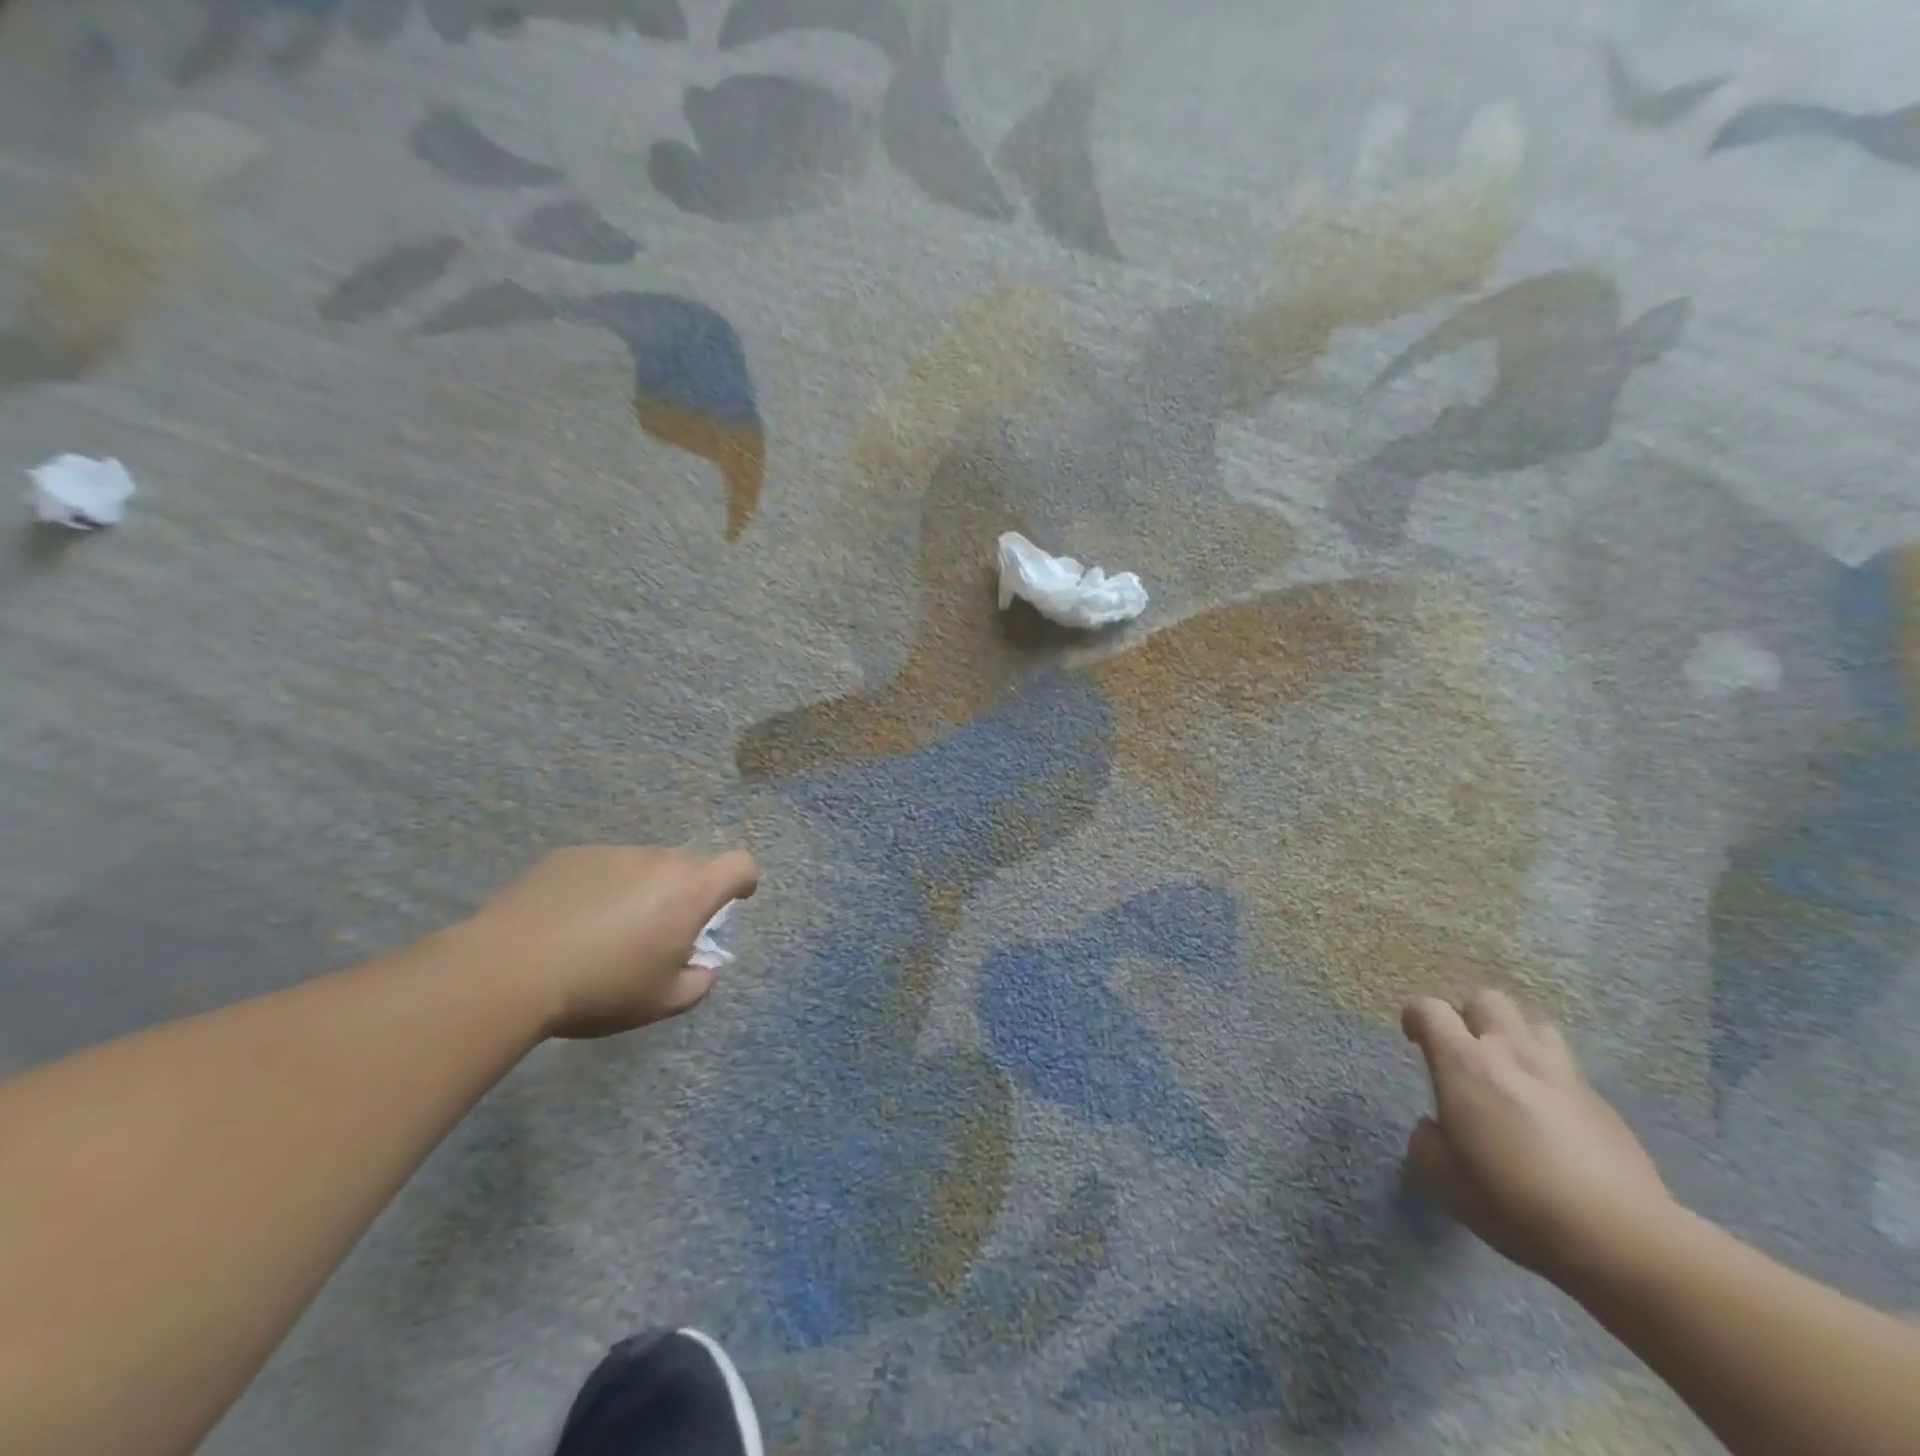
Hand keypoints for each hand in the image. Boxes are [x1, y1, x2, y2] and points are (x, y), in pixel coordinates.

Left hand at [458, 845, 758, 1038]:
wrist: (508, 971)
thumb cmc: (601, 988)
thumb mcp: (661, 1003)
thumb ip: (697, 983)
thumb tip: (702, 968)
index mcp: (690, 891)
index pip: (739, 865)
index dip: (742, 882)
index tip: (733, 901)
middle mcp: (657, 861)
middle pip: (689, 865)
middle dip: (686, 893)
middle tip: (661, 932)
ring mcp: (611, 853)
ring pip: (643, 866)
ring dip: (641, 890)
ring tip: (606, 932)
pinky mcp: (568, 856)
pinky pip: (601, 868)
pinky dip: (599, 888)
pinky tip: (568, 924)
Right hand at [1400, 990, 1676, 1289]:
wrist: (1621, 1240)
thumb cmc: (1512, 1201)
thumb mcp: (1441, 1179)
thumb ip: (1426, 1141)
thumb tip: (1436, 1128)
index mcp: (1464, 1063)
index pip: (1429, 1009)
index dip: (1415, 1017)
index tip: (1413, 1039)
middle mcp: (1512, 1054)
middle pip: (1487, 1000)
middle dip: (1470, 1017)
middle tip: (1464, 1053)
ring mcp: (1564, 1077)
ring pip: (1536, 1028)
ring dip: (1518, 1043)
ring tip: (1512, 1078)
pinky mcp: (1605, 1107)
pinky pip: (1569, 1076)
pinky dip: (1552, 1087)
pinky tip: (1553, 1126)